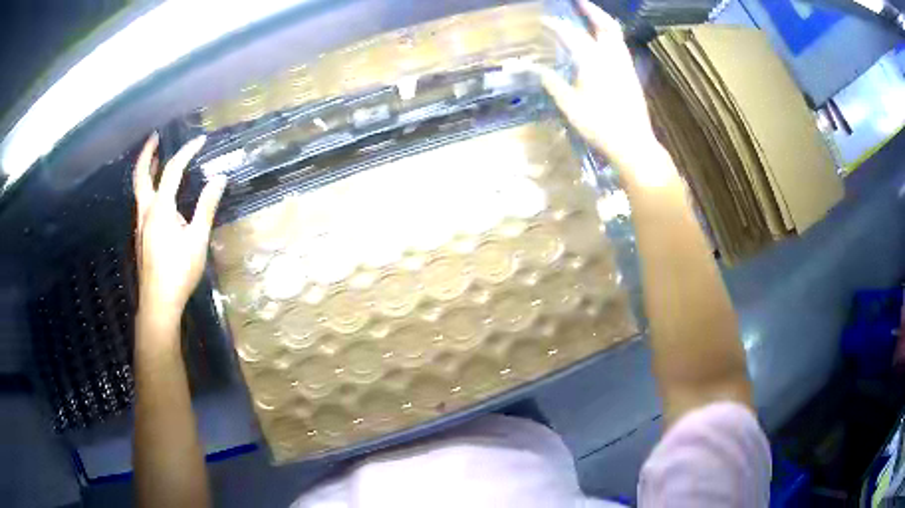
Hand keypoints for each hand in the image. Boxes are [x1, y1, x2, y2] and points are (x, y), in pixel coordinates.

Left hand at [133, 133, 225, 327]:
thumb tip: (219, 179)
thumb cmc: (179, 272)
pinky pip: (142, 202)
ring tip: (157, 157)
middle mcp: (146, 211)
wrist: (158, 303)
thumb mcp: (197, 240)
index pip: (173, 170)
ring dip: (147, 169)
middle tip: (156, 136)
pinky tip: (158, 193)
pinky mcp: (141, 235)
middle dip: (148, 152)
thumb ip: (206, 207)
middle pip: (141, 174)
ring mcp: (140, 224)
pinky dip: (148, 187)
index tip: (201, 140)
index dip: (187, 151)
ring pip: (139, 189)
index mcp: (160, 209)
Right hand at [539, 0, 674, 188]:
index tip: (544, 20)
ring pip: (617, 35)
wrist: (633, 144)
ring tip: (590, 16)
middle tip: (579, 2)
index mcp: (593, 63)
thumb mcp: (570, 107)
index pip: (572, 36)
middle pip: (605, 25)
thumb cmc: (599, 126)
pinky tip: (602, 41)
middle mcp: (612, 58)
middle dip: (591, 10)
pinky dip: (609, 35)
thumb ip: (553, 84)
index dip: (556, 26)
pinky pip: (620, 46)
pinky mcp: (632, 75)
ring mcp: (625, 66)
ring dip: (603, 21)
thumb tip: (536, 69)